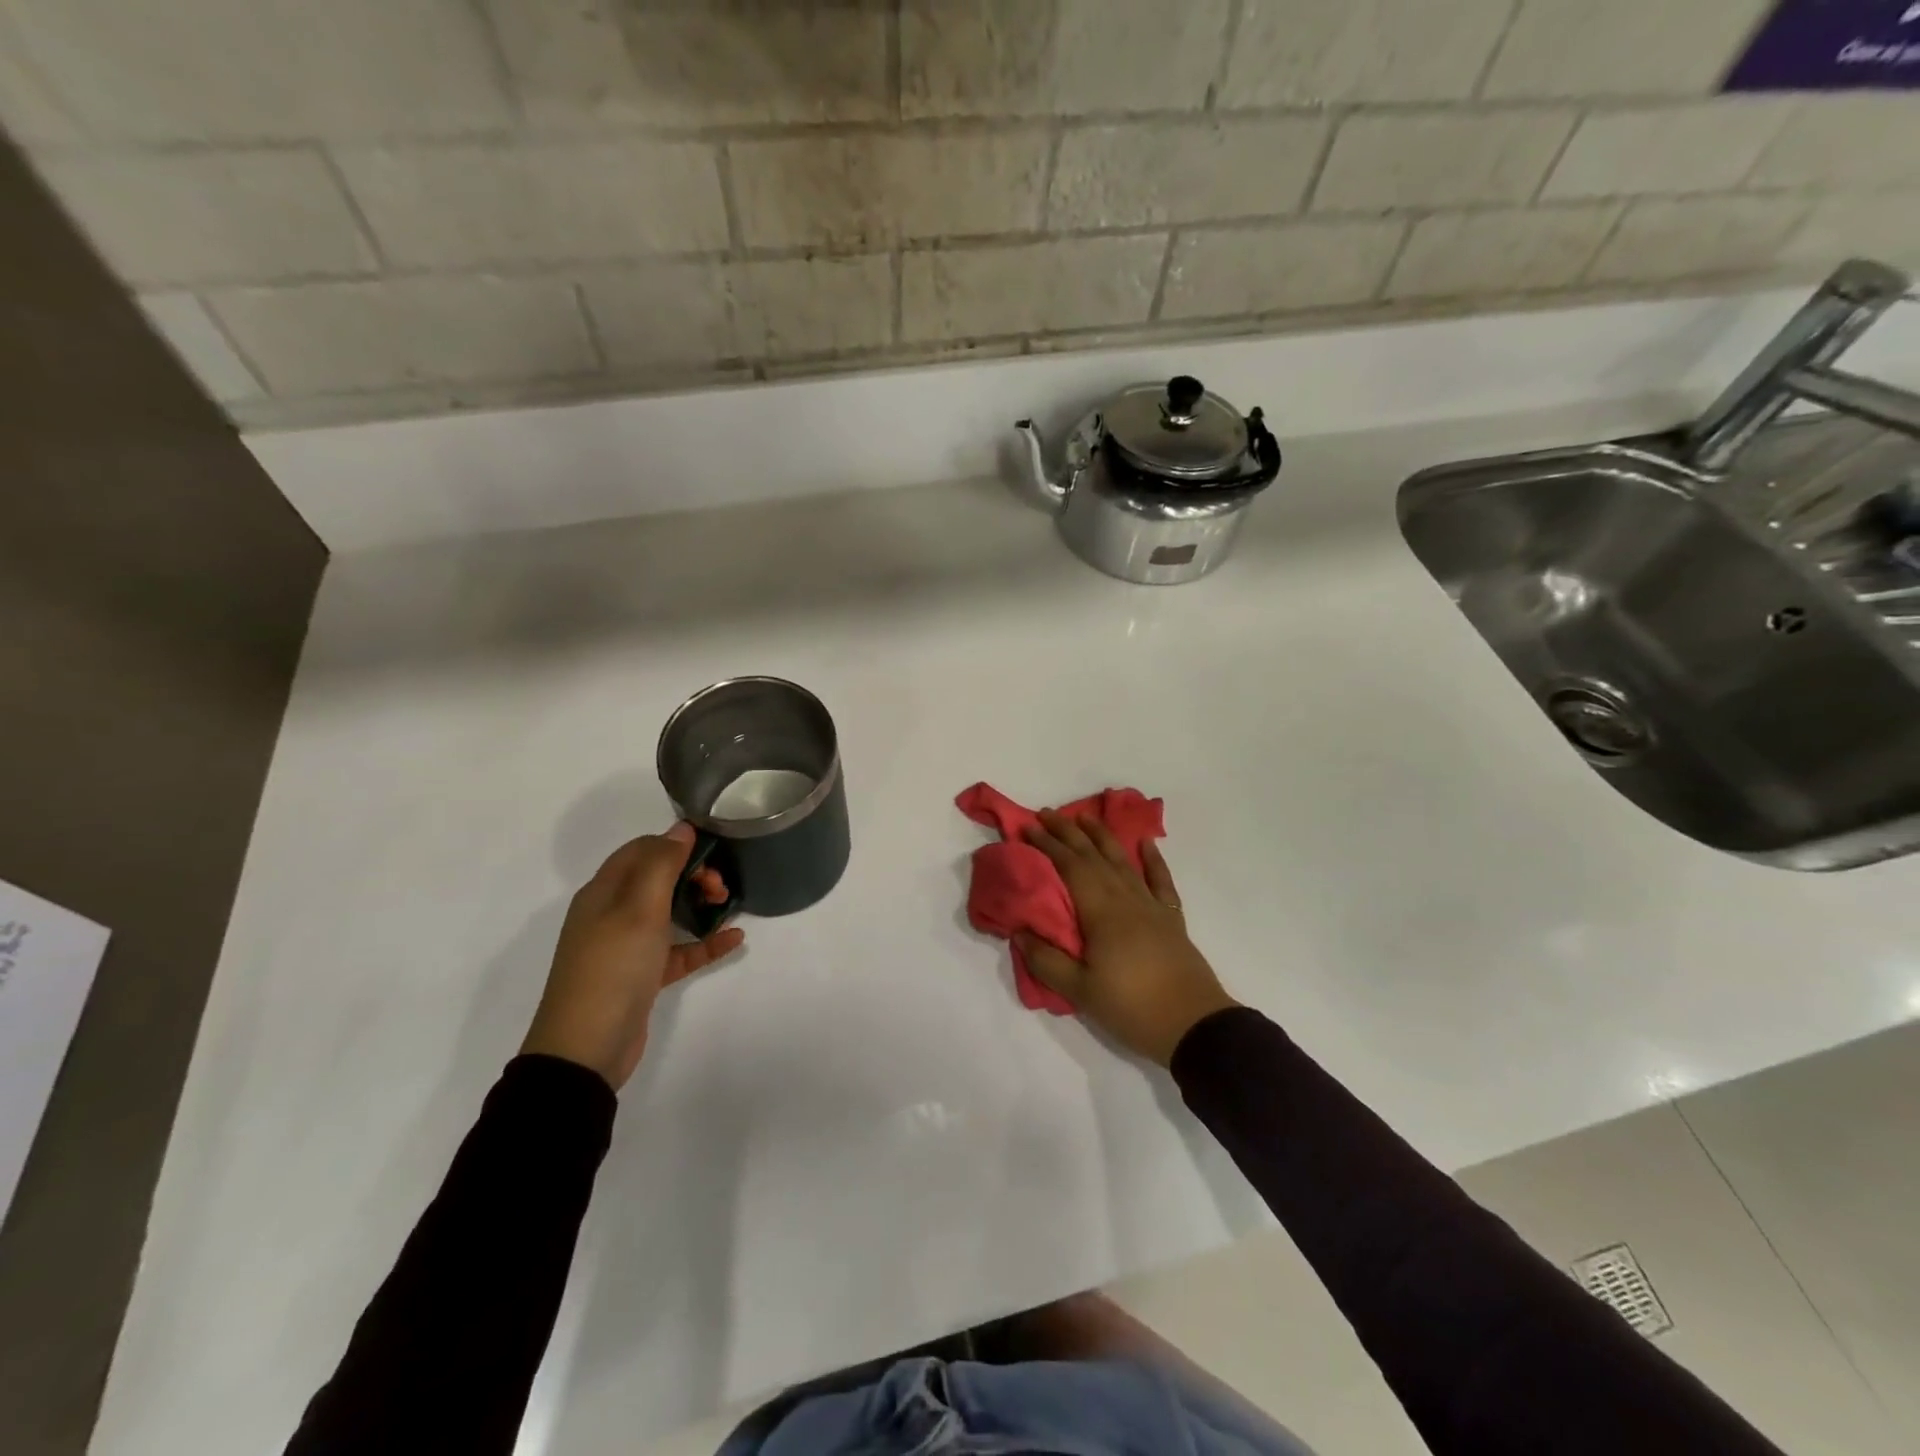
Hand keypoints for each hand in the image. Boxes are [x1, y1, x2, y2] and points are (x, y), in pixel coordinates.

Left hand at [520, 825, 743, 1088]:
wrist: (586, 1049)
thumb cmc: (613, 967)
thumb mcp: (639, 908)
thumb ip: (661, 864)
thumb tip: (681, 827)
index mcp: (604, 891)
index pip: (642, 849)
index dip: (675, 844)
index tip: (711, 853)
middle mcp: (612, 912)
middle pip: (658, 878)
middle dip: (693, 873)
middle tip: (720, 888)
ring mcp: (626, 945)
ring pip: (670, 911)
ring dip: (700, 904)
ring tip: (728, 907)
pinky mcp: (642, 974)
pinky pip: (679, 948)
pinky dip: (704, 942)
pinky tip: (734, 940)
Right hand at [1018, 811, 1236, 1065]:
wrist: (1194, 1026)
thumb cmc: (1132, 1007)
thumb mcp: (1080, 991)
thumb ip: (1046, 960)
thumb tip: (1019, 931)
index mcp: (1101, 911)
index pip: (1069, 866)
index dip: (1047, 844)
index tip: (1027, 827)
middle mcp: (1126, 898)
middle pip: (1093, 856)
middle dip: (1068, 832)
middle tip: (1046, 814)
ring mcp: (1151, 906)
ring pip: (1123, 861)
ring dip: (1103, 836)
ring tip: (1085, 817)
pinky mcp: (1171, 919)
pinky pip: (1160, 880)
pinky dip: (1153, 860)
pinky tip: (1146, 844)